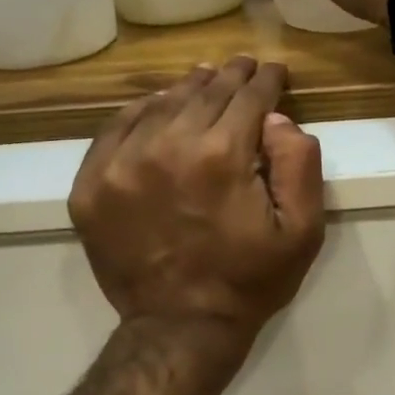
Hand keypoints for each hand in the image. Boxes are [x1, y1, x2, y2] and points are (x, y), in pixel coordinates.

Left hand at [70, 57, 324, 339]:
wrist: (181, 328)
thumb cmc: (250, 281)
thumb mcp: (303, 231)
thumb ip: (299, 165)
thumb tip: (277, 119)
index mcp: (222, 156)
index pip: (248, 98)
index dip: (266, 80)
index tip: (274, 70)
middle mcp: (167, 147)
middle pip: (204, 93)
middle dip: (231, 76)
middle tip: (244, 66)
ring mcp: (121, 164)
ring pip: (160, 104)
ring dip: (188, 87)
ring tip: (205, 78)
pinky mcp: (91, 185)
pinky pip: (115, 128)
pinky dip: (141, 110)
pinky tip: (158, 105)